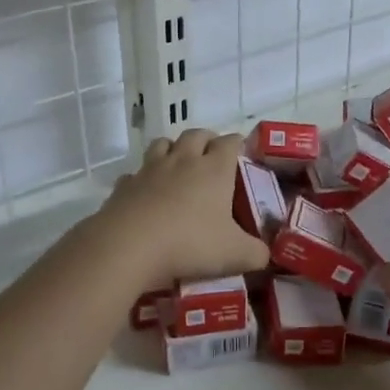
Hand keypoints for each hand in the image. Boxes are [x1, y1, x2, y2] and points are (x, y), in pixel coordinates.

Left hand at [96, 129, 268, 287]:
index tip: (242, 155)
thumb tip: (265, 255)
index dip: (238, 144)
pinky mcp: (124, 185)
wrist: (129, 247)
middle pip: (196, 134)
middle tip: (212, 158)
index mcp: (214, 169)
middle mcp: (183, 160)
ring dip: (173, 149)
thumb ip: (256, 254)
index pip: (230, 142)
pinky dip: (143, 178)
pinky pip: (135, 173)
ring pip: (163, 144)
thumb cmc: (190, 244)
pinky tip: (146, 194)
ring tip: (179, 166)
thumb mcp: (235, 255)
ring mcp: (150, 170)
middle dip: (206, 140)